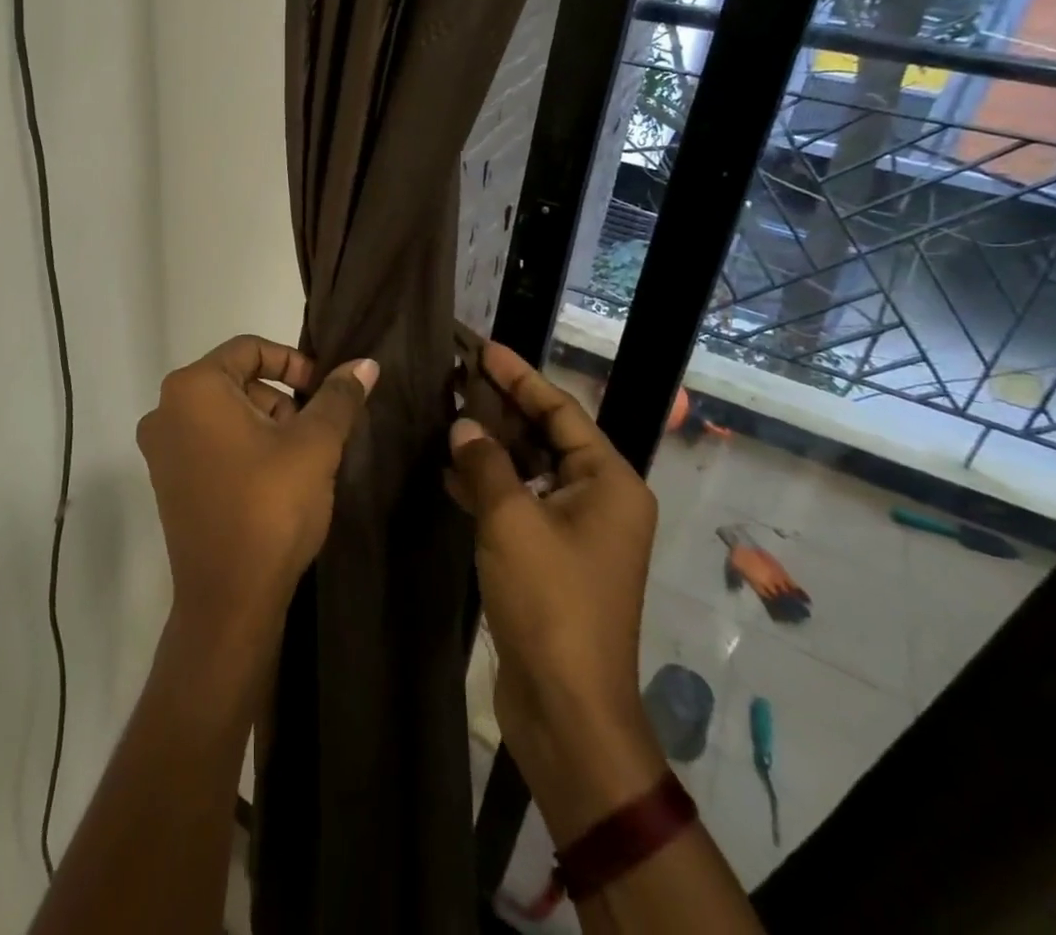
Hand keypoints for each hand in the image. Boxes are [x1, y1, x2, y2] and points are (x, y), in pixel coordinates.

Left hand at [137, 336, 376, 652]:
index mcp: (193, 388)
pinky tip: (274, 479)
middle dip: (282, 398)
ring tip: (301, 460)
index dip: (294, 363)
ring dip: (266, 424)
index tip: (325, 392)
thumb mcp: (314, 445)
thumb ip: (338, 397)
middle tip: (317, 431)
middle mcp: (166, 409)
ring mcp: (161, 448)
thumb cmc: (270, 507)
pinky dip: (243, 446)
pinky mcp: (166, 481)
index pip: (250, 349)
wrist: (228, 600)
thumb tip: (365, 363)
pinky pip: (210, 442)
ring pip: (224, 413)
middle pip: (236, 380)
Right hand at [448, 343, 664, 843]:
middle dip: (502, 407)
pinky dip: (488, 486)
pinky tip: (449, 471)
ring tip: (446, 413)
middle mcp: (600, 500)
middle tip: (457, 375)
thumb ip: (485, 464)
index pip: (560, 410)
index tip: (482, 347)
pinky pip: (520, 504)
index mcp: (608, 482)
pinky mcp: (551, 557)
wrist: (567, 708)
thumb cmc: (550, 602)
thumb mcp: (511, 521)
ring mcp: (576, 531)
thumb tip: (463, 426)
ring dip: (490, 446)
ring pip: (529, 470)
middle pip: (546, 436)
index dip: (519, 376)